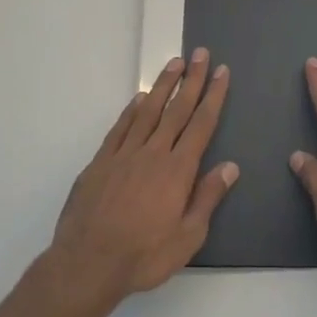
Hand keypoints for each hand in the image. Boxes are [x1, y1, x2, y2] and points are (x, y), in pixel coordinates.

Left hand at [49, 50, 237, 302]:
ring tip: (175, 63)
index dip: (213, 96)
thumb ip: (207, 198)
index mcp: (178, 171)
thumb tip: (230, 166)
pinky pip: (120, 128)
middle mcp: (153, 154)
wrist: (87, 263)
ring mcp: (124, 155)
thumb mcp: (188, 237)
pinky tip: (139, 98)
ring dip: (163, 86)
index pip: (201, 125)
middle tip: (201, 54)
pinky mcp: (100, 162)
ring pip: (147, 111)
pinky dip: (131, 110)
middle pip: (177, 109)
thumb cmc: (144, 256)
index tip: (221, 72)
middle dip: (192, 80)